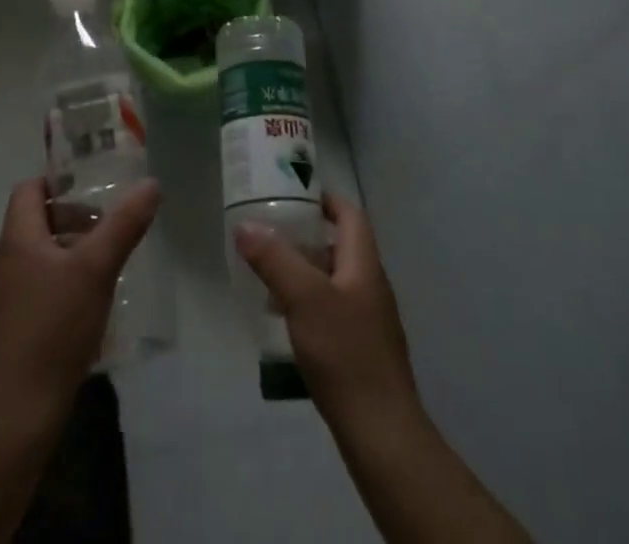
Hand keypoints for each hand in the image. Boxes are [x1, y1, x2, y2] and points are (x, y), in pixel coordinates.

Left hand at [0, 175, 161, 435]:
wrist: (13, 418)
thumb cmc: (52, 330)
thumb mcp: (96, 270)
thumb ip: (123, 225)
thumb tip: (150, 183)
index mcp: (16, 240)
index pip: (29, 189)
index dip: (59, 182)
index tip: (93, 189)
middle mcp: (2, 263)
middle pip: (36, 223)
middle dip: (73, 222)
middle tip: (108, 232)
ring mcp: (0, 301)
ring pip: (37, 260)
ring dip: (70, 257)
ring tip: (105, 271)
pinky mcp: (7, 334)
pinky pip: (35, 292)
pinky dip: (60, 288)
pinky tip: (87, 313)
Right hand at [234, 192, 419, 429]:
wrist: (382, 435)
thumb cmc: (345, 354)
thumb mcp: (303, 299)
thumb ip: (274, 259)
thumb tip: (246, 225)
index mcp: (364, 264)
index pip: (350, 215)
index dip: (325, 199)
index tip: (292, 194)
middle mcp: (371, 285)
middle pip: (340, 246)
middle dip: (307, 236)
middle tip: (271, 233)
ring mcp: (370, 321)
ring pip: (334, 280)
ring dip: (305, 272)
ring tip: (269, 276)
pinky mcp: (362, 351)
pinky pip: (334, 311)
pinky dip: (310, 304)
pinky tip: (286, 322)